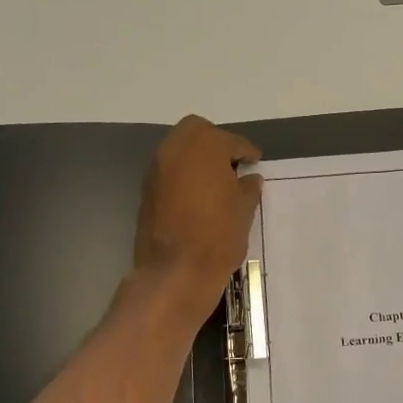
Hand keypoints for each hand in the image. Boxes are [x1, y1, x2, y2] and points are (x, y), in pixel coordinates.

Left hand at [132, 116, 261, 324]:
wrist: (176, 271)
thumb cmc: (218, 237)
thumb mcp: (244, 211)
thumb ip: (248, 188)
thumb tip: (250, 178)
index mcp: (205, 146)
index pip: (231, 141)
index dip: (247, 152)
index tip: (255, 162)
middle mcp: (176, 149)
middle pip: (197, 131)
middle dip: (216, 143)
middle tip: (232, 164)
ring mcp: (157, 168)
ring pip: (179, 149)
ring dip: (196, 158)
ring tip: (216, 181)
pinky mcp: (147, 190)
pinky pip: (169, 170)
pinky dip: (183, 174)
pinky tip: (198, 195)